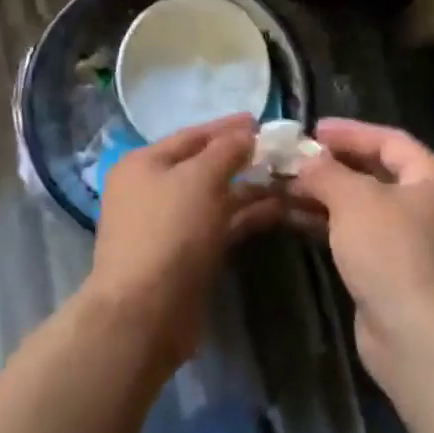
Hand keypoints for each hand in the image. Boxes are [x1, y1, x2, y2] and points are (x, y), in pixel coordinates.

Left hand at [86, 114, 280, 367]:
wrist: (144, 313)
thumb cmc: (168, 232)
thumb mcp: (198, 180)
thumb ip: (225, 151)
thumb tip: (246, 133)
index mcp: (143, 163)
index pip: (191, 135)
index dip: (226, 127)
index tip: (260, 120)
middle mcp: (152, 189)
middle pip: (202, 166)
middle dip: (241, 158)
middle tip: (281, 151)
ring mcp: (168, 225)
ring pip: (214, 198)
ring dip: (249, 189)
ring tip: (290, 179)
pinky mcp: (186, 255)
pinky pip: (219, 225)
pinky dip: (245, 216)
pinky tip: (279, 209)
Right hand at [288, 118, 433, 388]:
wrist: (419, 337)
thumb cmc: (393, 251)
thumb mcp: (354, 199)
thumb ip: (326, 172)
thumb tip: (306, 162)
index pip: (390, 141)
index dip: (350, 132)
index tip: (311, 130)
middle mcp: (430, 208)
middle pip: (375, 174)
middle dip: (331, 166)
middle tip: (292, 160)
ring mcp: (413, 244)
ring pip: (362, 208)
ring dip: (323, 196)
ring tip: (282, 187)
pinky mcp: (394, 274)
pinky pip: (357, 236)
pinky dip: (328, 224)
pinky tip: (294, 219)